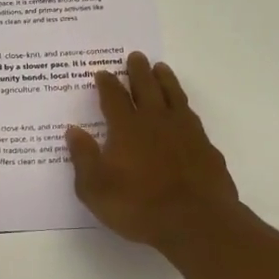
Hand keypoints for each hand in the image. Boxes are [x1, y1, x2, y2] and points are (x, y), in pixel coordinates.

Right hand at [66, 52, 239, 248]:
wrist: (196, 222)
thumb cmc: (139, 206)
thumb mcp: (96, 189)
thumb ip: (83, 157)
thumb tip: (73, 130)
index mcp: (126, 128)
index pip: (114, 97)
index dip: (107, 83)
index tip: (103, 72)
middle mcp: (155, 121)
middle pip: (146, 87)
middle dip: (138, 71)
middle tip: (135, 56)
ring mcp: (185, 131)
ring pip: (173, 95)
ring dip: (165, 80)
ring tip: (161, 68)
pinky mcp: (205, 146)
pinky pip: (192, 116)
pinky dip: (184, 106)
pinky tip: (184, 110)